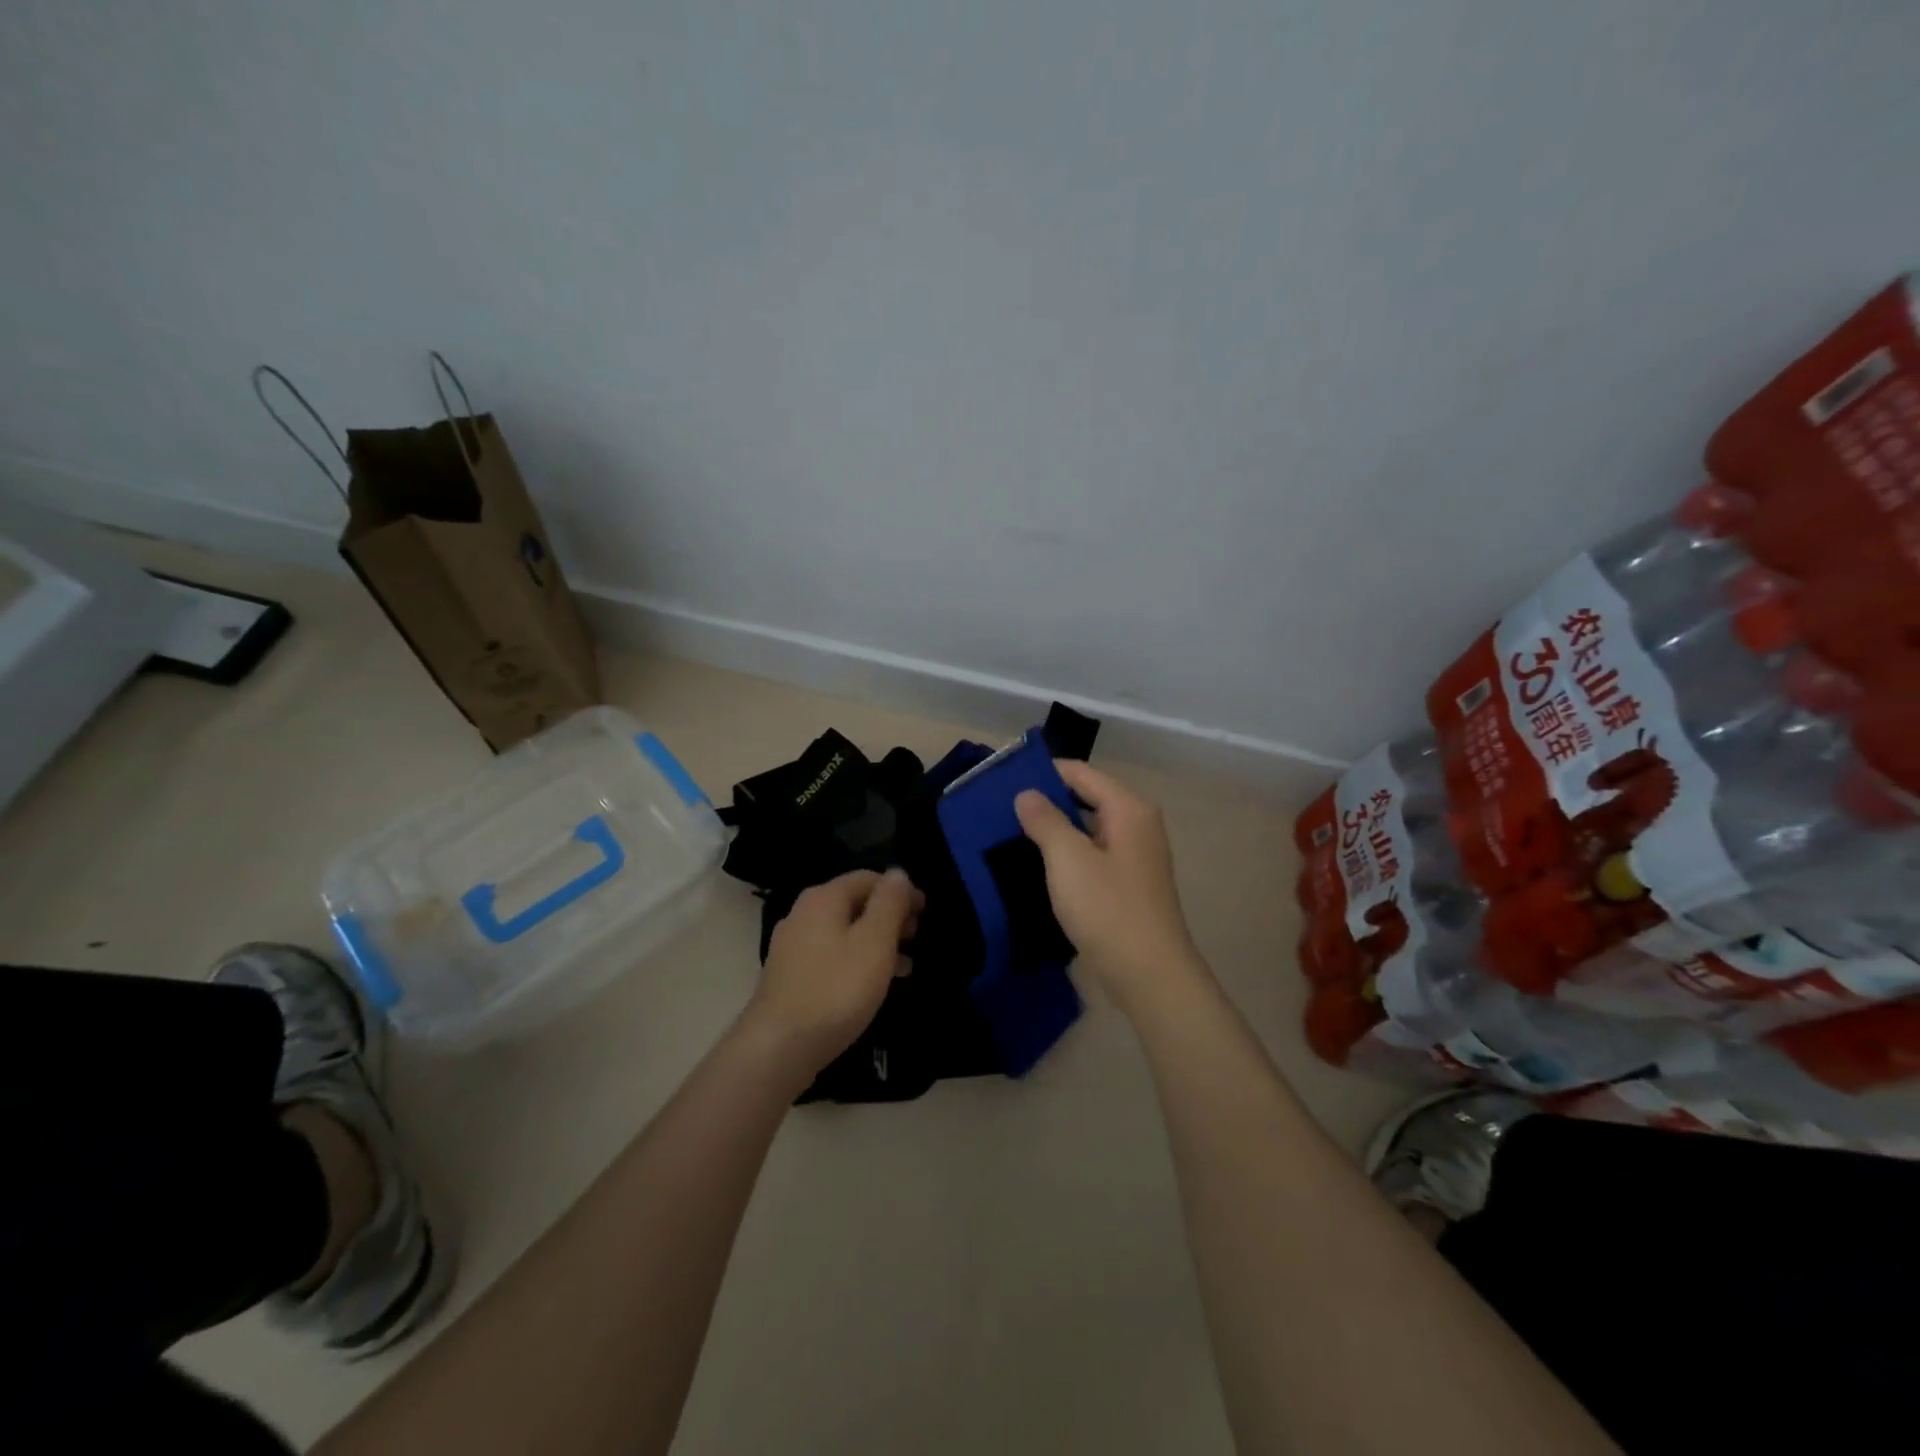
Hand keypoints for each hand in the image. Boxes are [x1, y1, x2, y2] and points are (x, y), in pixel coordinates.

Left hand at [747, 868, 922, 1074]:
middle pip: (855, 903)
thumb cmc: (836, 989)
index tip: (925, 913)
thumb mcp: (874, 942)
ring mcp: (793, 947)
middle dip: (889, 917)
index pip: (868, 878)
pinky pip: (832, 956)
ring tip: (905, 966)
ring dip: (877, 942)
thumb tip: (898, 872)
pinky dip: (857, 962)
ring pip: (844, 932)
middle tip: (916, 938)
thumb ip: (889, 903)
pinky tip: (874, 986)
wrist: (778, 1048)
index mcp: (823, 899)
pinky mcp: (791, 977)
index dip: (900, 891)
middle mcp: (803, 914)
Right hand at [1015, 762, 1204, 1004]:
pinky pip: (1090, 857)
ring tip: (1009, 833)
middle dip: (1045, 801)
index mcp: (1129, 809)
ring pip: (1086, 830)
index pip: (1081, 773)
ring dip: (1053, 831)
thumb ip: (1045, 820)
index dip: (1044, 771)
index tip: (1004, 778)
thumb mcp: (1068, 859)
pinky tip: (1035, 865)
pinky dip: (1065, 856)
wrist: (1148, 976)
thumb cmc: (1108, 908)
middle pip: (1086, 799)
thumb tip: (1027, 794)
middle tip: (1000, 807)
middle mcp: (1136, 826)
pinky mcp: (1126, 886)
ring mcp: (1133, 858)